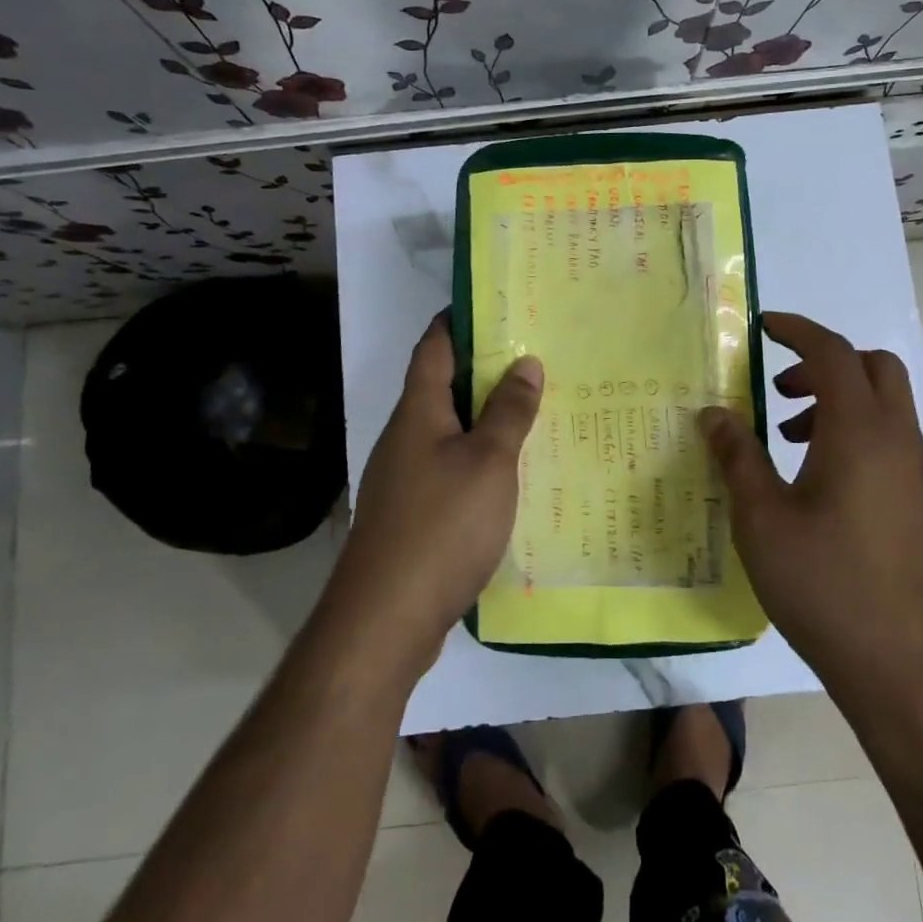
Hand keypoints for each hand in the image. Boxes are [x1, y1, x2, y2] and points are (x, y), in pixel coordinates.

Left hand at [325, 314, 542, 675]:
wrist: (386, 617)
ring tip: (534, 409)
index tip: (497, 305)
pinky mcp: (413, 515)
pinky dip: (480, 460)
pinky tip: (512, 473)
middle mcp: (405, 437)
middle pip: (442, 387)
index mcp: (418, 412)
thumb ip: (509, 412)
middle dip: (484, 370)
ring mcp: (405, 478)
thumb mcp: (489, 461)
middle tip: (536, 357)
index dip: (459, 320)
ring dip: (485, 418)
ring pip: (449, 431)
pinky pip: (450, 470)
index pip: (434, 346)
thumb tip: (526, 363)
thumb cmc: (442, 524)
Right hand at [700, 311, 922, 686]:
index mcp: (860, 431)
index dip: (797, 331)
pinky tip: (821, 486)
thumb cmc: (825, 584)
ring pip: (886, 406)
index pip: (833, 353)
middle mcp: (899, 441)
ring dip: (840, 401)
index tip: (764, 326)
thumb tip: (714, 413)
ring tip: (790, 441)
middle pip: (873, 367)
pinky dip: (857, 434)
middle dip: (825, 362)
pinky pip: (892, 442)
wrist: (906, 669)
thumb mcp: (762, 519)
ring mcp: (919, 474)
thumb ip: (737, 457)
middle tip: (780, 389)